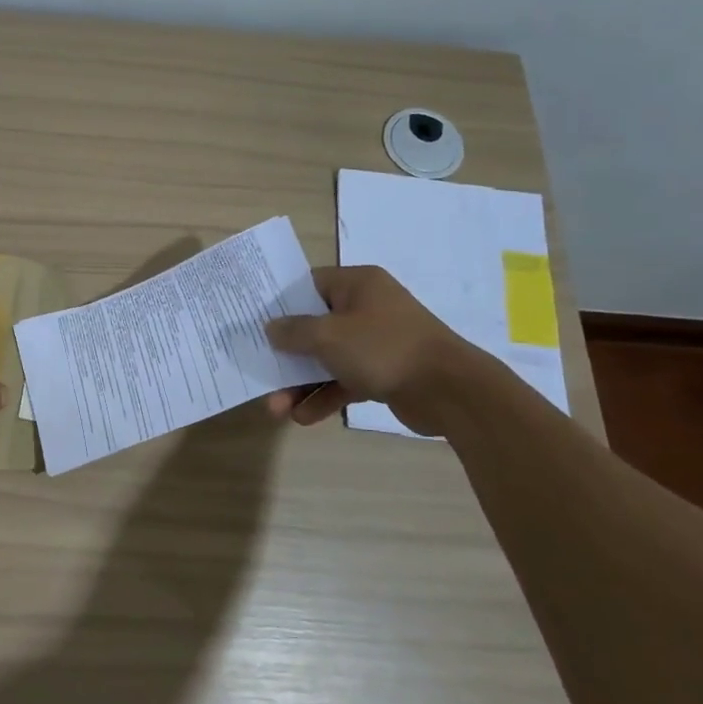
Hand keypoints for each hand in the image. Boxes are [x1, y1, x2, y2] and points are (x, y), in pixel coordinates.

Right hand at [264, 266, 486, 435]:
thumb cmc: (383, 349)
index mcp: (357, 285)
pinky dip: (324, 397)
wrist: (450, 391)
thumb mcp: (328, 336)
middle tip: (259, 371)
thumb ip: (294, 331)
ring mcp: (375, 342)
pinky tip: (303, 418)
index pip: (308, 285)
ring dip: (300, 383)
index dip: (279, 302)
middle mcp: (366, 308)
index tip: (252, 320)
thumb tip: (271, 327)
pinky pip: (344, 381)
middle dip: (285, 354)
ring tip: (276, 409)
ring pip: (326, 359)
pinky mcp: (383, 372)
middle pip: (313, 326)